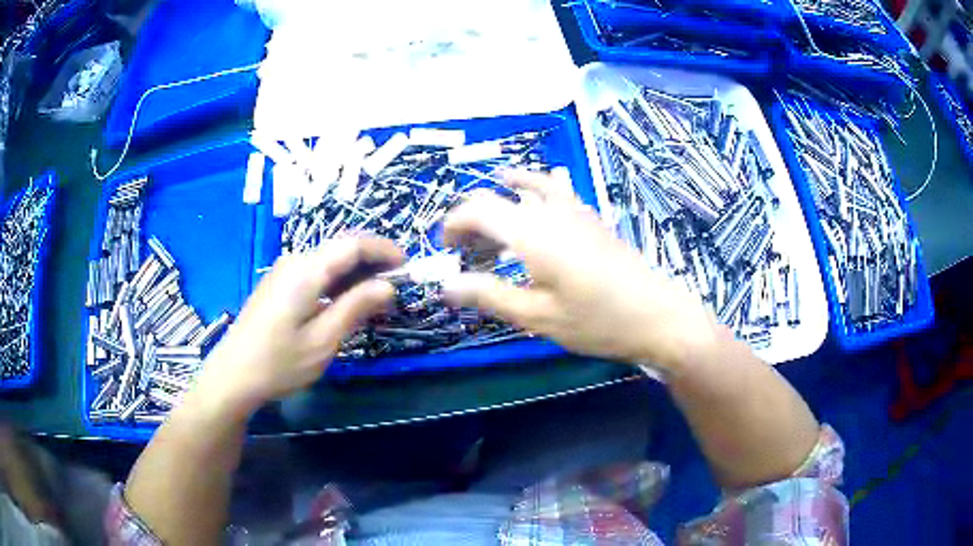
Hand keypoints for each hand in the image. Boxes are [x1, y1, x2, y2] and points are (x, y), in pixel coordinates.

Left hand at [197, 237, 402, 416]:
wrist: (233, 376)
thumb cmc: (279, 363)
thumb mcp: (323, 340)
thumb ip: (355, 307)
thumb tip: (388, 286)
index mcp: (306, 270)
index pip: (353, 244)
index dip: (383, 250)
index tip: (407, 266)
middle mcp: (294, 261)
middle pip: (340, 248)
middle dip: (372, 260)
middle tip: (396, 284)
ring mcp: (283, 272)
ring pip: (327, 260)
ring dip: (355, 272)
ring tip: (376, 296)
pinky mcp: (278, 285)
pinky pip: (314, 272)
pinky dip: (336, 281)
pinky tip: (345, 302)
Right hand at [442, 170, 717, 371]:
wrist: (658, 315)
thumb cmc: (597, 321)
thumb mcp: (537, 316)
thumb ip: (488, 295)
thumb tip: (445, 285)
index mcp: (532, 232)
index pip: (478, 208)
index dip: (454, 224)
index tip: (446, 250)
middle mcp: (551, 211)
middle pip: (498, 196)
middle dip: (473, 218)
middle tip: (465, 251)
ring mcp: (576, 211)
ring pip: (527, 188)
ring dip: (501, 203)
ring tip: (490, 228)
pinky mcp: (592, 219)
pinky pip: (554, 193)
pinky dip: (531, 195)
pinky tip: (534, 213)